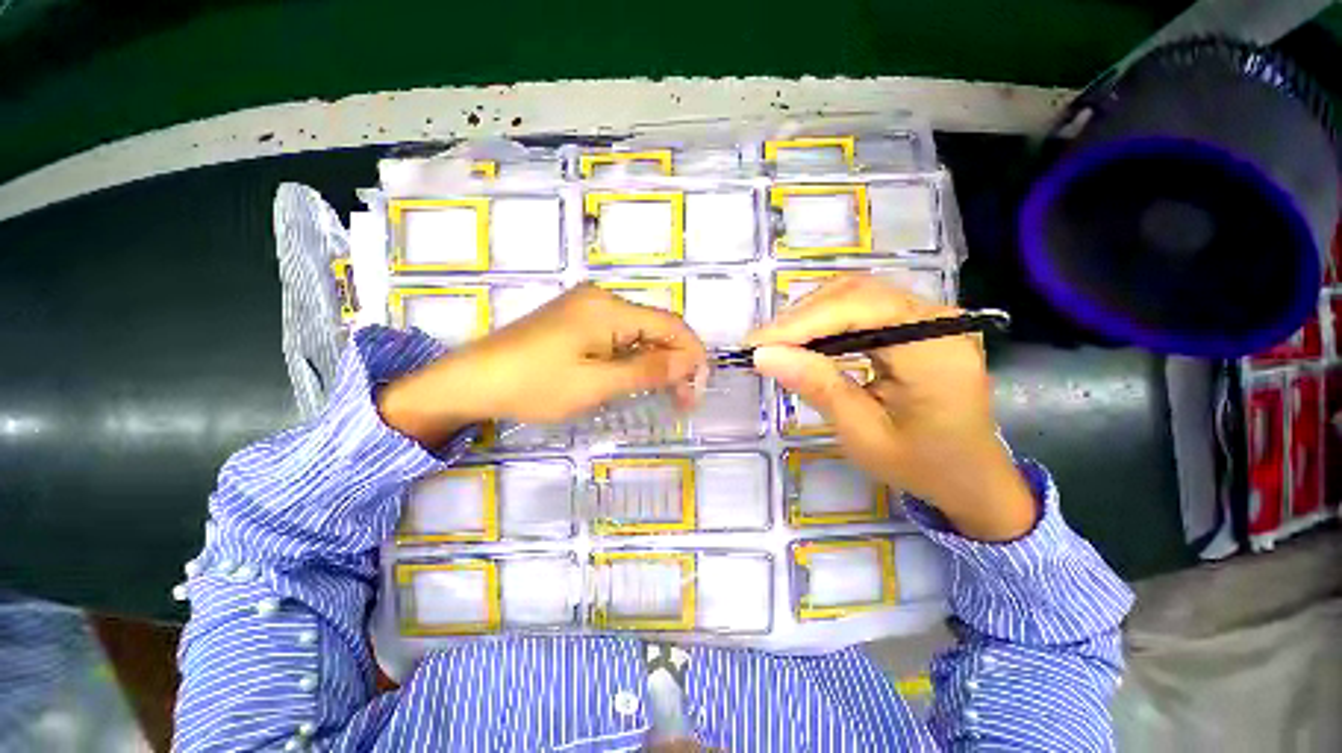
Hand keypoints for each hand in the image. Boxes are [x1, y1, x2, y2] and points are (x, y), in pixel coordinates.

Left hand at [379, 284, 707, 445]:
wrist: (471, 379)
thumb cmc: (534, 385)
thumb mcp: (596, 383)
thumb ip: (646, 370)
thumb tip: (689, 362)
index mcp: (609, 308)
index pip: (670, 325)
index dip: (691, 355)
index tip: (698, 388)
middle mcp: (602, 299)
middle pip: (655, 326)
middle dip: (675, 360)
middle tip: (681, 399)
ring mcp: (586, 307)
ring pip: (638, 331)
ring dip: (655, 360)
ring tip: (662, 392)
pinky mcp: (575, 320)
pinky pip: (618, 334)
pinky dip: (633, 356)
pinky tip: (633, 376)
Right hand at [748, 274, 1034, 540]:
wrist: (970, 476)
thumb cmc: (921, 464)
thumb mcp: (863, 434)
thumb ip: (818, 388)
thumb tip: (764, 355)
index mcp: (934, 350)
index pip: (858, 311)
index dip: (801, 323)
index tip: (756, 344)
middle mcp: (937, 320)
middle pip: (856, 293)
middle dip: (801, 317)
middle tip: (762, 345)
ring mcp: (930, 316)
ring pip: (856, 294)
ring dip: (810, 315)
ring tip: (777, 343)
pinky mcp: (918, 323)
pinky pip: (863, 307)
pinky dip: (827, 320)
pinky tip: (806, 340)